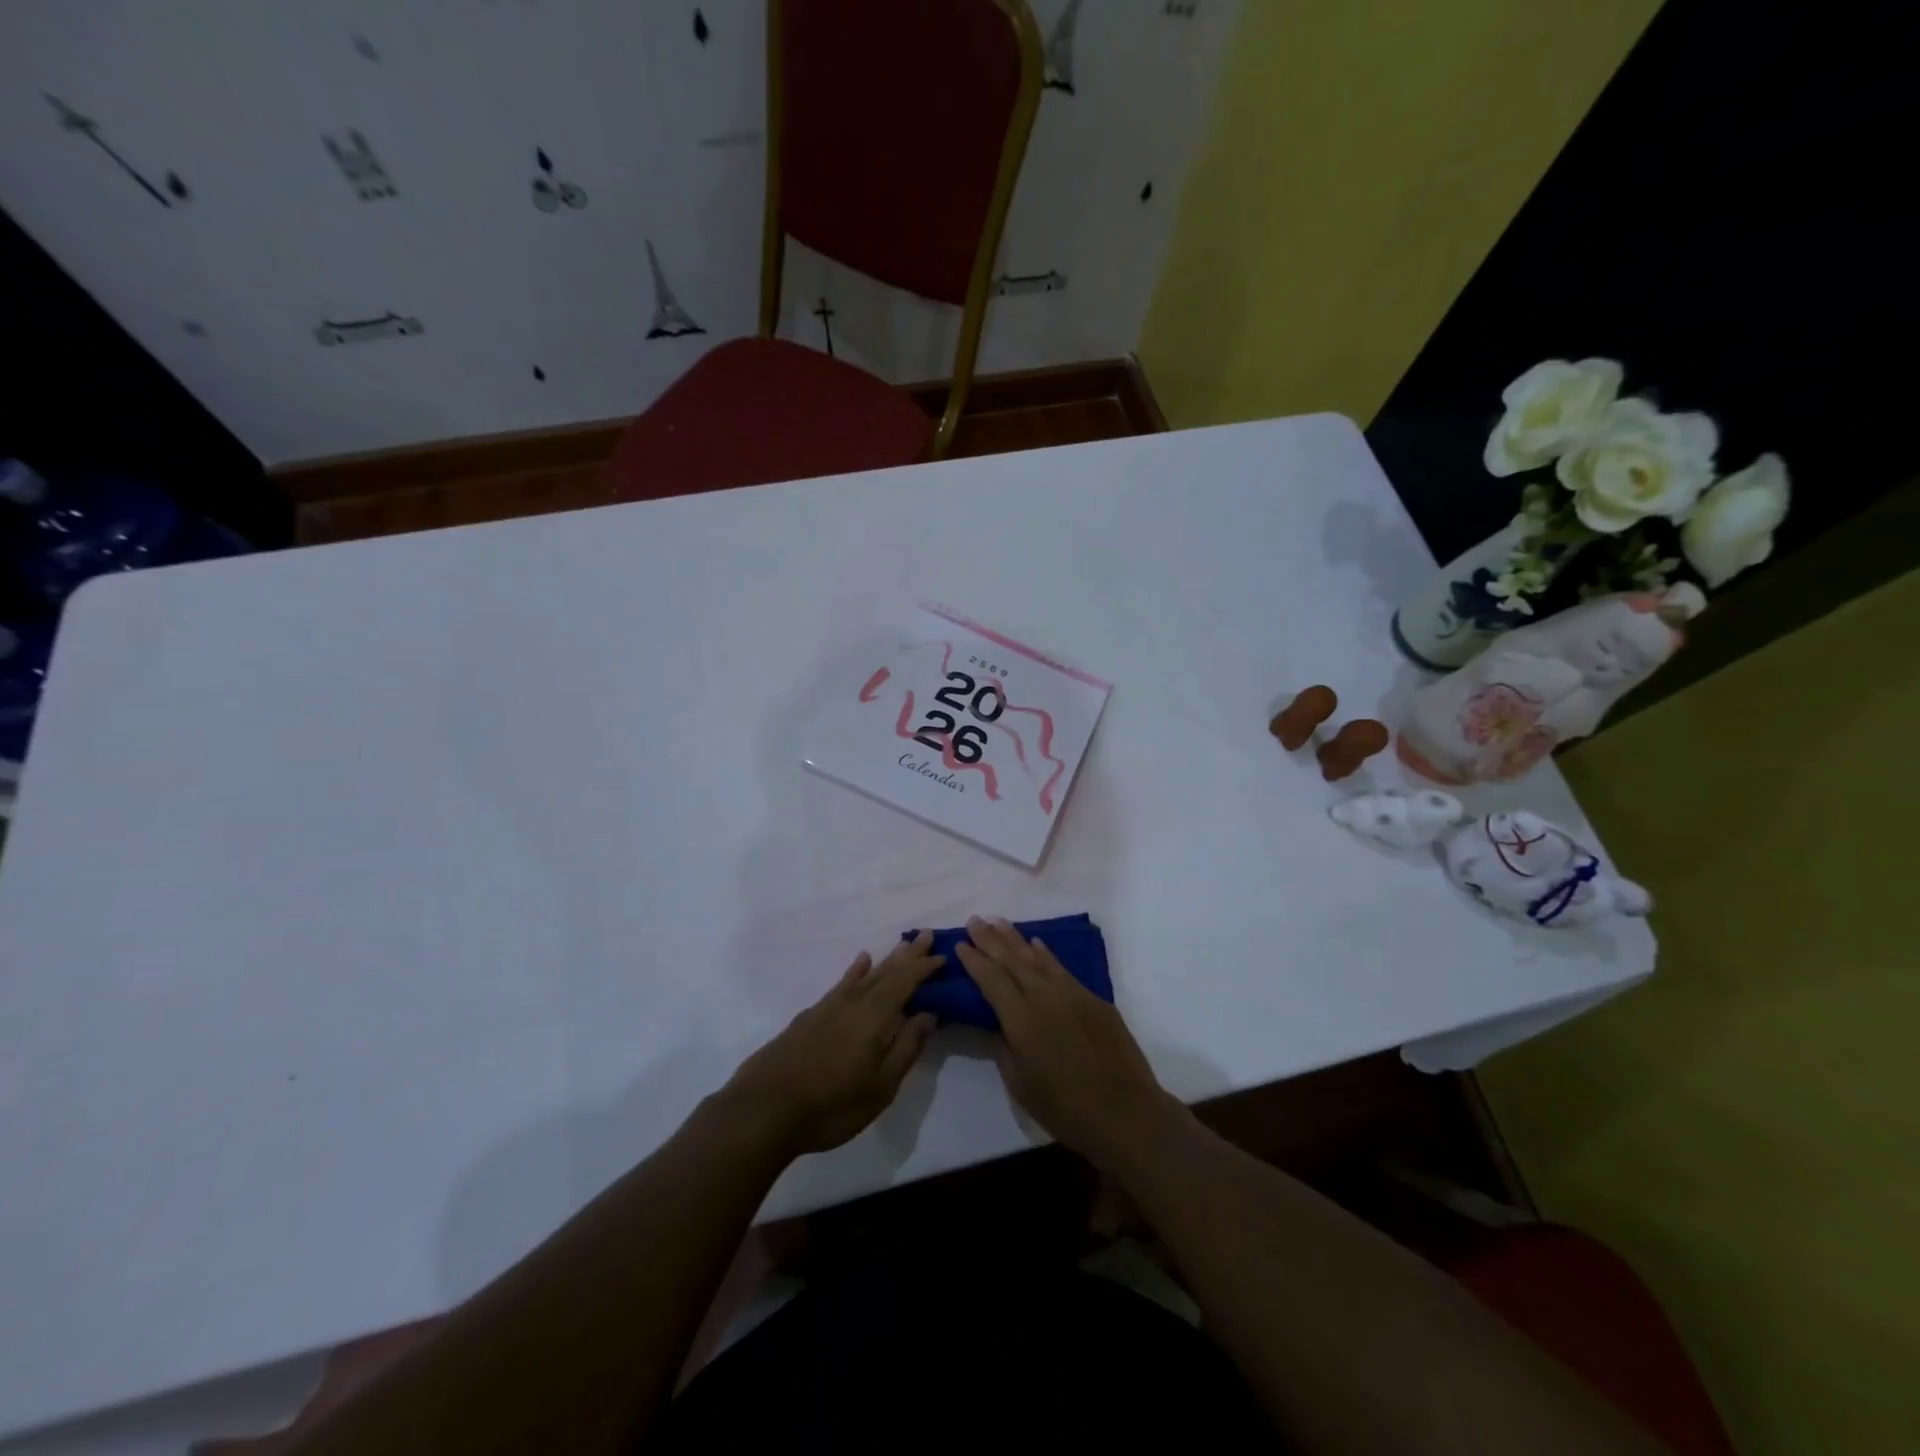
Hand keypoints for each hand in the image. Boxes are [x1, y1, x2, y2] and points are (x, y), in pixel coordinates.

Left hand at [723, 930, 943, 1155]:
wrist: (763, 1110)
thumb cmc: (831, 1105)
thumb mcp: (880, 1086)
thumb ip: (906, 1048)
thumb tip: (927, 1014)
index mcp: (874, 1016)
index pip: (905, 981)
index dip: (924, 968)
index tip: (943, 956)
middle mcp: (852, 1002)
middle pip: (885, 971)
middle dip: (908, 955)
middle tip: (926, 936)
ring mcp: (827, 1007)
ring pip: (863, 975)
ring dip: (885, 960)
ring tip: (901, 945)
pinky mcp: (809, 1017)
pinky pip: (842, 983)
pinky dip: (854, 972)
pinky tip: (859, 965)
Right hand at [955, 917, 1179, 1169]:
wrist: (1125, 1113)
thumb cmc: (1065, 1109)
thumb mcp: (1020, 1084)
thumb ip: (1004, 1047)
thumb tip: (999, 1023)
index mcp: (1022, 1020)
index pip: (991, 980)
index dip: (974, 960)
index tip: (960, 943)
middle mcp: (1045, 998)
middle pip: (1012, 961)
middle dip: (990, 939)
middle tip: (974, 920)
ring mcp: (1072, 994)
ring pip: (1038, 958)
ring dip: (1016, 939)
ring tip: (999, 922)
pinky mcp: (1094, 999)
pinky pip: (1062, 969)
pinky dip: (1046, 955)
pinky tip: (1037, 944)